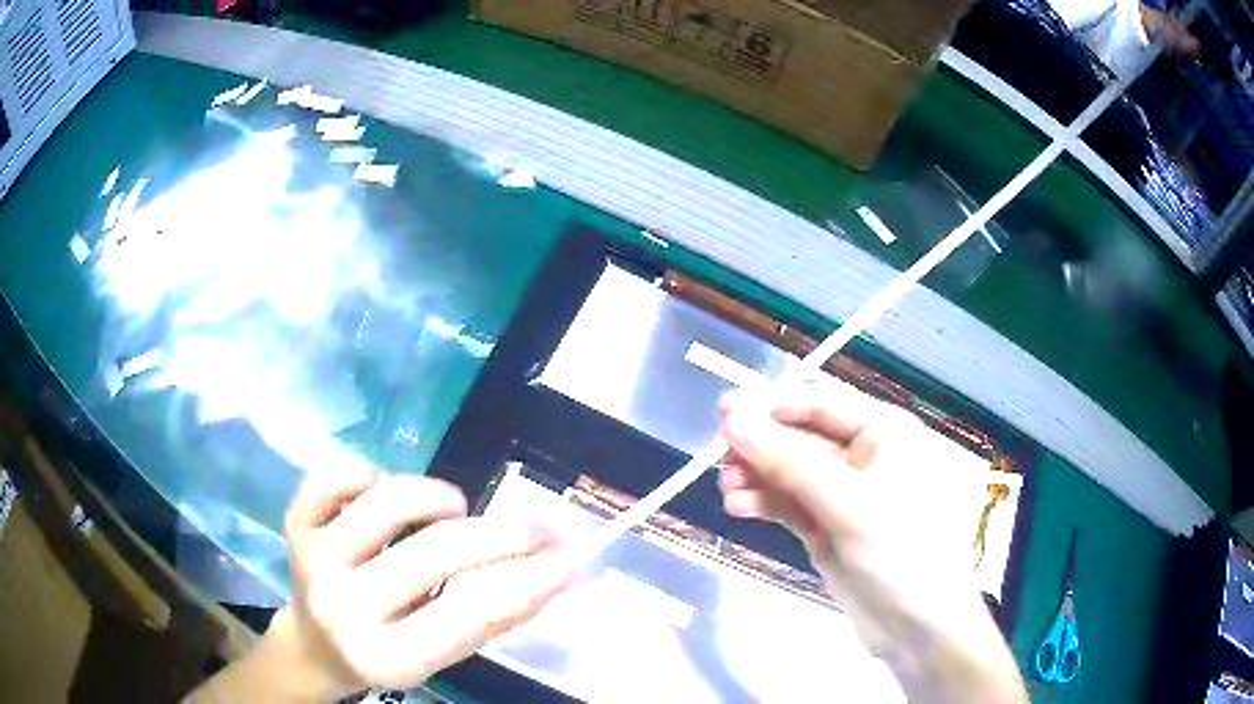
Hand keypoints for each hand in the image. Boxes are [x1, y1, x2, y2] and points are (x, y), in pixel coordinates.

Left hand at [193, 467, 571, 701]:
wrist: (314, 644)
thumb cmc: (387, 650)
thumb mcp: (440, 653)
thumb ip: (492, 616)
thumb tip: (559, 571)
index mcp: (386, 658)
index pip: (467, 617)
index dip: (526, 583)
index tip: (569, 559)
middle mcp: (342, 608)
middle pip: (432, 556)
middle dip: (501, 536)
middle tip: (539, 527)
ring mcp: (313, 560)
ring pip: (388, 502)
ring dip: (437, 499)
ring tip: (452, 511)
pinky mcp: (295, 522)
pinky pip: (338, 474)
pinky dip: (373, 473)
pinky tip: (383, 494)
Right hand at [718, 378, 1025, 702]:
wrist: (917, 627)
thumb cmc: (899, 551)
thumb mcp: (846, 503)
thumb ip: (788, 461)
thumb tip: (731, 416)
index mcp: (884, 432)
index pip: (820, 402)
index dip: (772, 405)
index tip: (723, 413)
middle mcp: (863, 455)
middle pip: (799, 437)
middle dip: (760, 447)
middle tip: (719, 457)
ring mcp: (843, 495)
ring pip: (789, 472)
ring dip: (756, 477)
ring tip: (727, 490)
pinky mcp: (827, 527)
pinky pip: (789, 503)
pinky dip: (763, 502)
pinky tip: (737, 507)